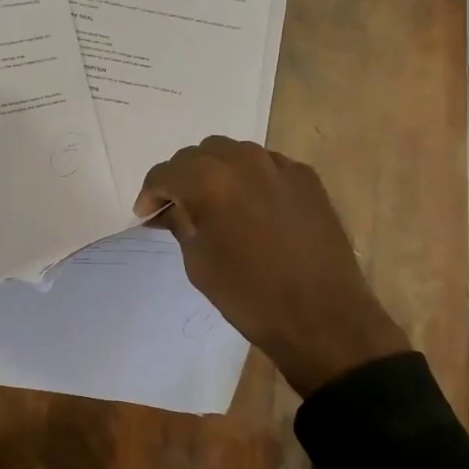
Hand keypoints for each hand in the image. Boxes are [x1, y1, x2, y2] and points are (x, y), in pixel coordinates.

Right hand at [138, 136, 409, 395]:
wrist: (323, 316)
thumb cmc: (250, 295)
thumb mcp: (199, 263)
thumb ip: (180, 223)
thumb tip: (169, 208)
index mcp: (210, 181)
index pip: (166, 172)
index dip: (150, 193)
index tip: (146, 215)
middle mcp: (244, 161)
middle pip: (198, 154)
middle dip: (181, 177)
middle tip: (176, 208)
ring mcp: (280, 166)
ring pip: (233, 153)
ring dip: (214, 172)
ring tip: (212, 203)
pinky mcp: (306, 178)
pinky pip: (265, 164)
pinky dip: (248, 177)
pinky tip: (249, 206)